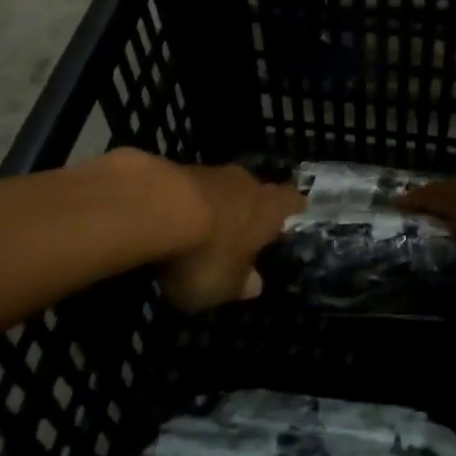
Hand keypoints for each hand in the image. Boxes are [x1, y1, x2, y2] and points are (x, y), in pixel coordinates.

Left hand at [155, 163, 305, 313]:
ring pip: (225, 188)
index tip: (297, 209)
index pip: (291, 201)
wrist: (158, 207)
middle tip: (247, 227)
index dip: (293, 207)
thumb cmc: (206, 253)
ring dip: (219, 205)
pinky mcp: (180, 170)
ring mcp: (213, 173)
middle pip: (257, 191)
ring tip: (209, 228)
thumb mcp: (224, 285)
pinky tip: (178, 220)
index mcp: (268, 210)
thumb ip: (240, 284)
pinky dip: (190, 204)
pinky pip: (195, 189)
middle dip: (252, 208)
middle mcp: (247, 185)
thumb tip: (256, 284)